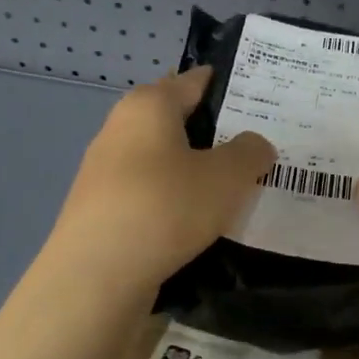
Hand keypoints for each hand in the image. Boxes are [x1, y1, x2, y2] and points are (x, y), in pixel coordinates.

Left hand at [43, 67, 274, 296]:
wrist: (95, 278)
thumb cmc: (165, 208)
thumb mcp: (227, 176)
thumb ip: (250, 152)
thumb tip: (253, 145)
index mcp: (149, 105)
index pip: (195, 80)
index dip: (229, 86)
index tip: (263, 99)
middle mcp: (121, 128)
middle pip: (177, 120)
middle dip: (215, 132)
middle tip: (257, 148)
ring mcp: (105, 170)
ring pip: (163, 159)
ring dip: (195, 170)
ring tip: (234, 188)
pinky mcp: (100, 209)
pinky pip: (150, 193)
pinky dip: (174, 200)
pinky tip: (198, 222)